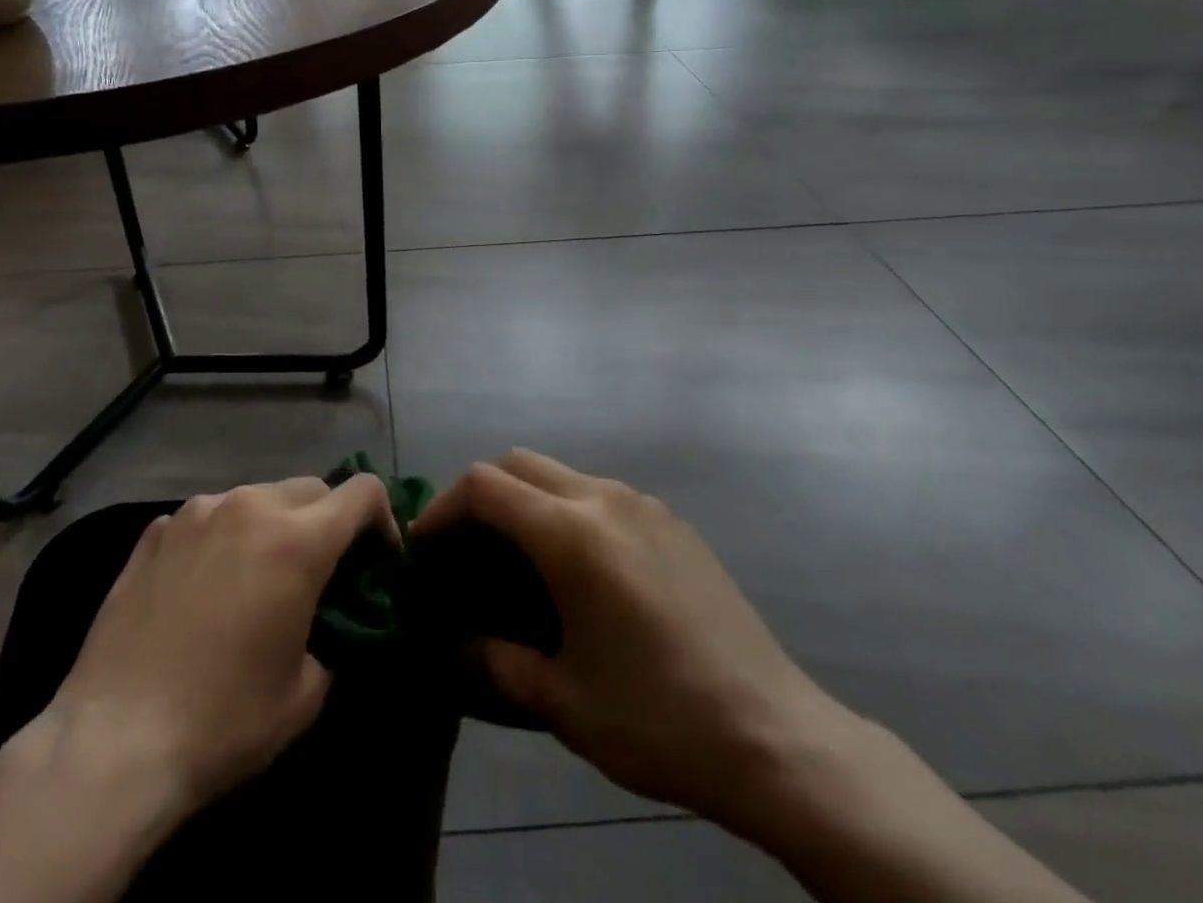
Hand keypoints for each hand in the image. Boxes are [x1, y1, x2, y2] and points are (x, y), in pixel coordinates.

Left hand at [41, 474, 395, 816]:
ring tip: (255, 579)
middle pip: (311, 488)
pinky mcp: (155, 530)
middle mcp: (249, 506)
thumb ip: (332, 637)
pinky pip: (208, 518)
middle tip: (319, 574)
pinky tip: (203, 588)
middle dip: (328, 521)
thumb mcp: (305, 693)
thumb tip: (328, 622)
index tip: (377, 561)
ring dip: (272, 526)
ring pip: (257, 497)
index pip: (362, 492)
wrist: (114, 740)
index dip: (382, 520)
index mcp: (297, 539)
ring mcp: (197, 512)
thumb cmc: (224, 720)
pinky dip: (222, 539)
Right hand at [413, 451, 847, 833]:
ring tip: (519, 560)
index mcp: (570, 533)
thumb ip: (495, 661)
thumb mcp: (562, 701)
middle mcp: (603, 498)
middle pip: (518, 463)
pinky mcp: (673, 522)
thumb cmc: (658, 719)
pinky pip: (601, 494)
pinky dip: (567, 511)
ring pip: (560, 474)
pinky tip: (580, 571)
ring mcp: (644, 504)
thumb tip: (453, 644)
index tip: (425, 550)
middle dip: (480, 496)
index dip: (443, 509)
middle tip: (466, 550)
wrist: (777, 738)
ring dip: (526, 501)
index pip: (483, 486)